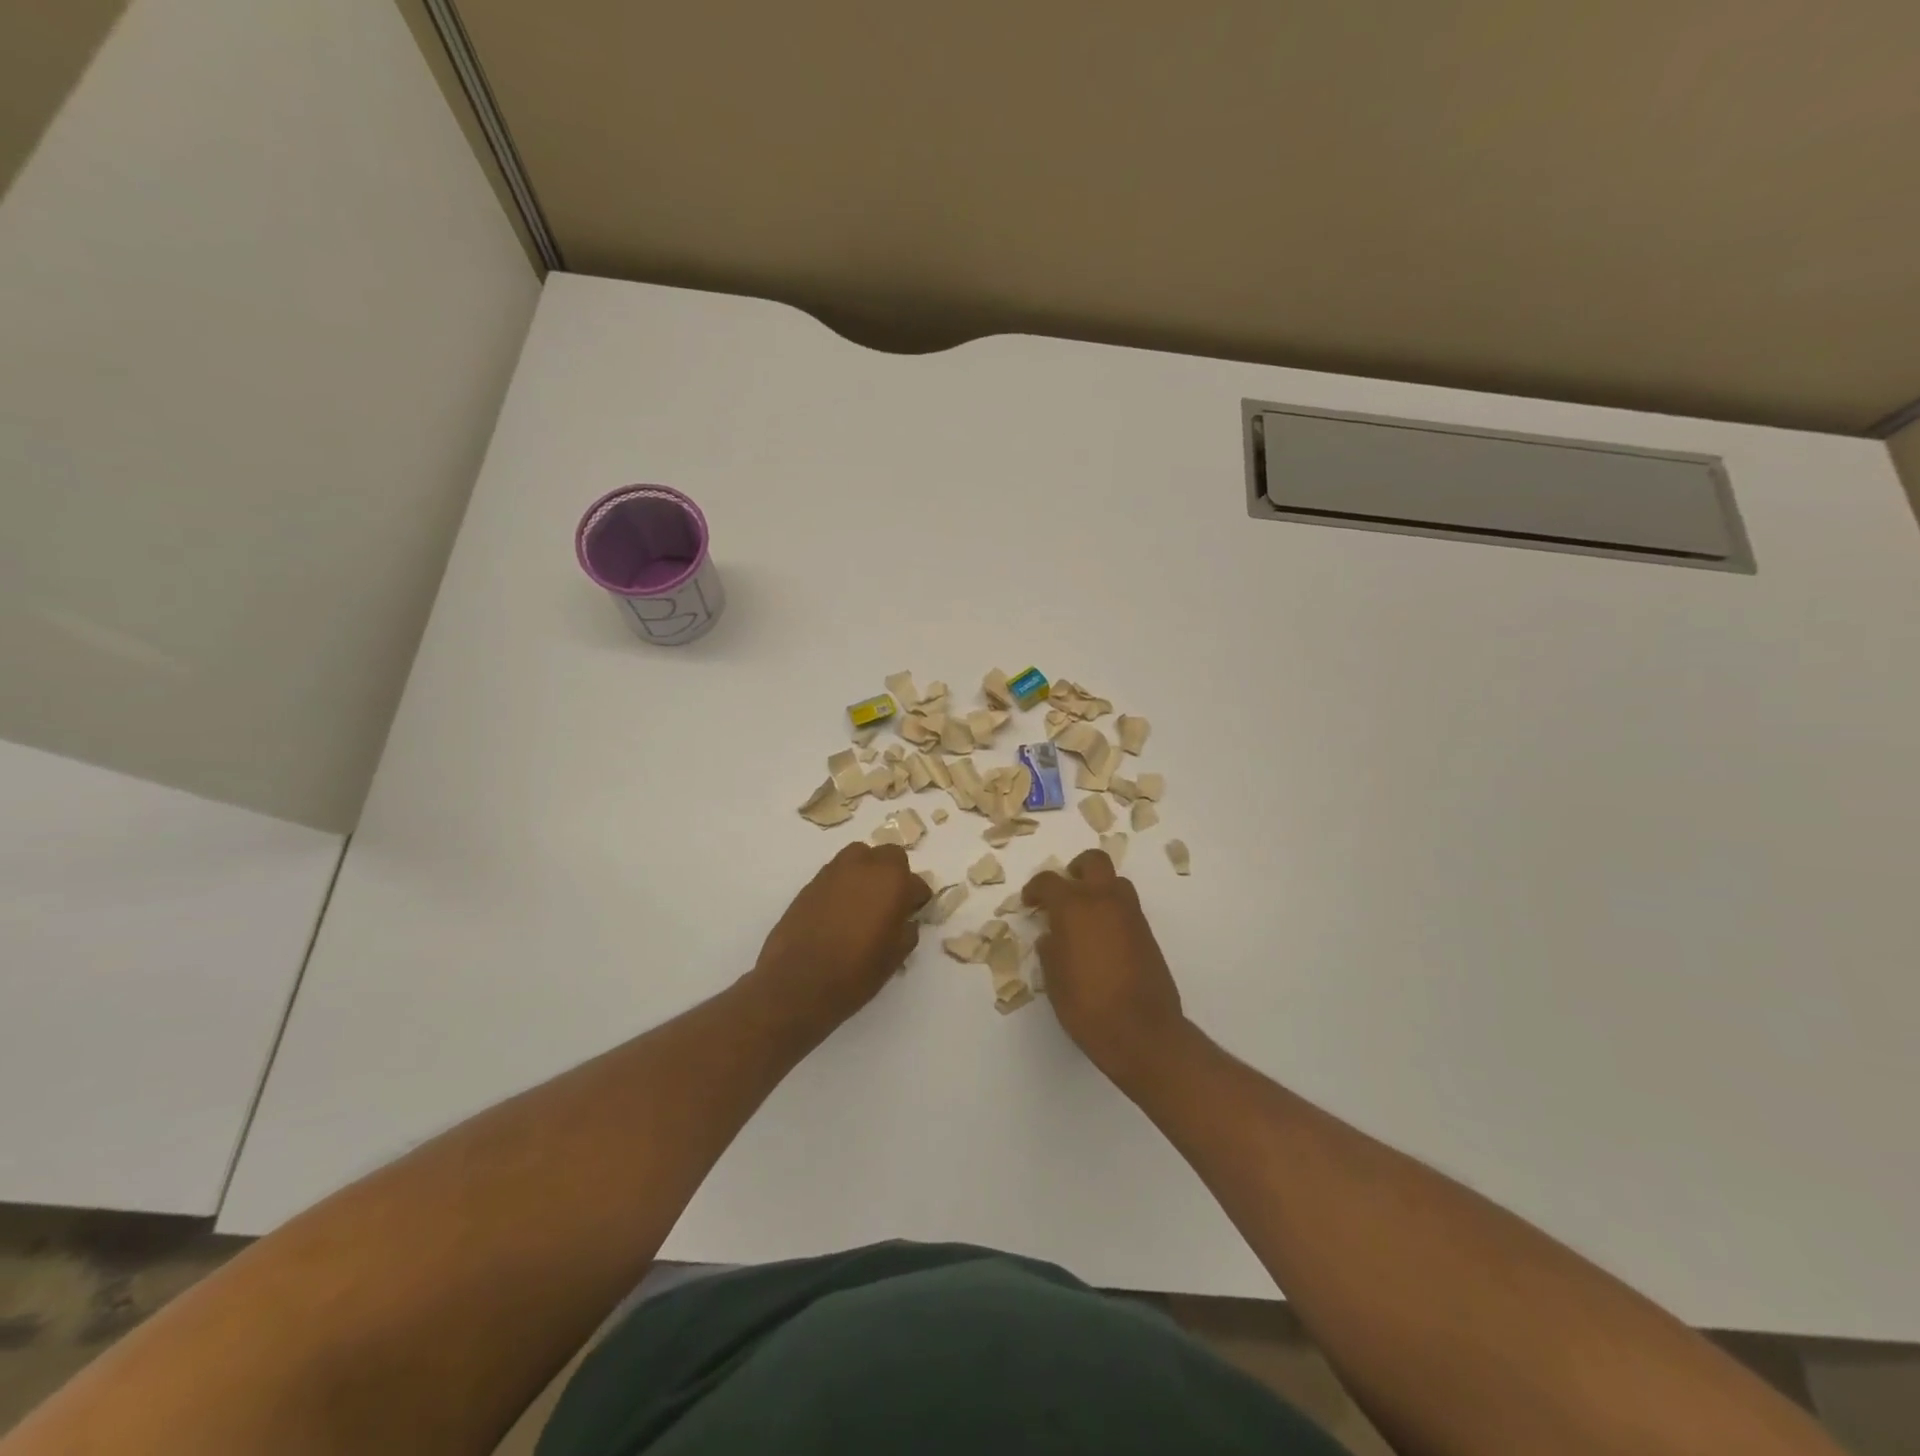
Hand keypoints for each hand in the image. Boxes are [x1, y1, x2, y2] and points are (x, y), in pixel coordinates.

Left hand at [747, 843, 932, 1039]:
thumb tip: (904, 919)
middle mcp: (865, 866)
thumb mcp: (895, 956)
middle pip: (889, 856)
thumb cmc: (855, 972)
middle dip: (895, 874)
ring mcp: (835, 871)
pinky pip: (837, 873)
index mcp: (892, 881)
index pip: (917, 882)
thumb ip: (907, 930)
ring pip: (860, 856)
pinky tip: (840, 910)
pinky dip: (844, 884)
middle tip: (891, 903)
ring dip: (868, 872)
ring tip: (864, 901)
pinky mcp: (811, 883)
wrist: (797, 983)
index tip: (912, 916)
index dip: (917, 901)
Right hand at [1023, 849, 1188, 1086]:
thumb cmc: (1087, 1006)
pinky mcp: (1147, 933)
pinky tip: (1102, 938)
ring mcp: (1131, 915)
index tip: (1030, 903)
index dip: (1035, 889)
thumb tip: (1052, 937)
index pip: (1049, 881)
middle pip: (1093, 863)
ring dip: (1099, 889)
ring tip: (1085, 915)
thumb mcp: (1054, 979)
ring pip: (1115, 882)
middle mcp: (1105, 901)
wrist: (1142, 1032)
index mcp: (1074, 907)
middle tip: (1064, 891)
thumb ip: (1050, 950)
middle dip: (1076, 870)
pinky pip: (1127, 907)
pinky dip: (1113, 911)